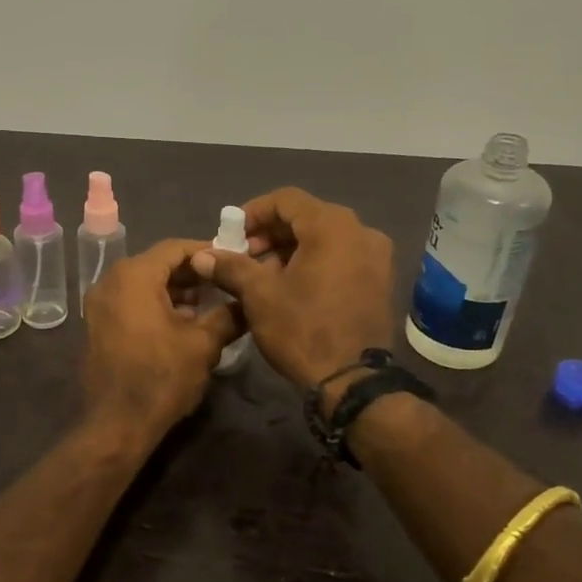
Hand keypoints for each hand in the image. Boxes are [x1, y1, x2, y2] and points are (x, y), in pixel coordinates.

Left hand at [82, 239, 243, 440]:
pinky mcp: (97, 325)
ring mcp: (99, 304)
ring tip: (208, 305)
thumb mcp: (203, 344)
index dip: (207, 252)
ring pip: (144, 284)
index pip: (175, 248)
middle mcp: (110, 281)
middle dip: (192, 273)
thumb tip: (249, 302)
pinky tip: (182, 323)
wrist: (117, 424)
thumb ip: (228, 315)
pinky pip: (131, 302)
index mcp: (133, 276)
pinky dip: (155, 304)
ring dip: (175, 290)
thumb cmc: (161, 377)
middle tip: (224, 283)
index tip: (233, 260)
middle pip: (158, 264)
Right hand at [191, 188, 394, 396]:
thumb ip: (230, 267)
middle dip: (271, 234)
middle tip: (244, 257)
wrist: (352, 381)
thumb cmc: (302, 329)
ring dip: (291, 250)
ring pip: (325, 239)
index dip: (253, 212)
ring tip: (263, 276)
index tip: (231, 235)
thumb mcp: (259, 296)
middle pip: (307, 217)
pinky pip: (341, 258)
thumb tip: (201, 256)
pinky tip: (292, 288)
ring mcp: (376, 257)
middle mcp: (361, 232)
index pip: (286, 200)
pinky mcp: (380, 281)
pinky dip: (315, 263)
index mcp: (333, 226)